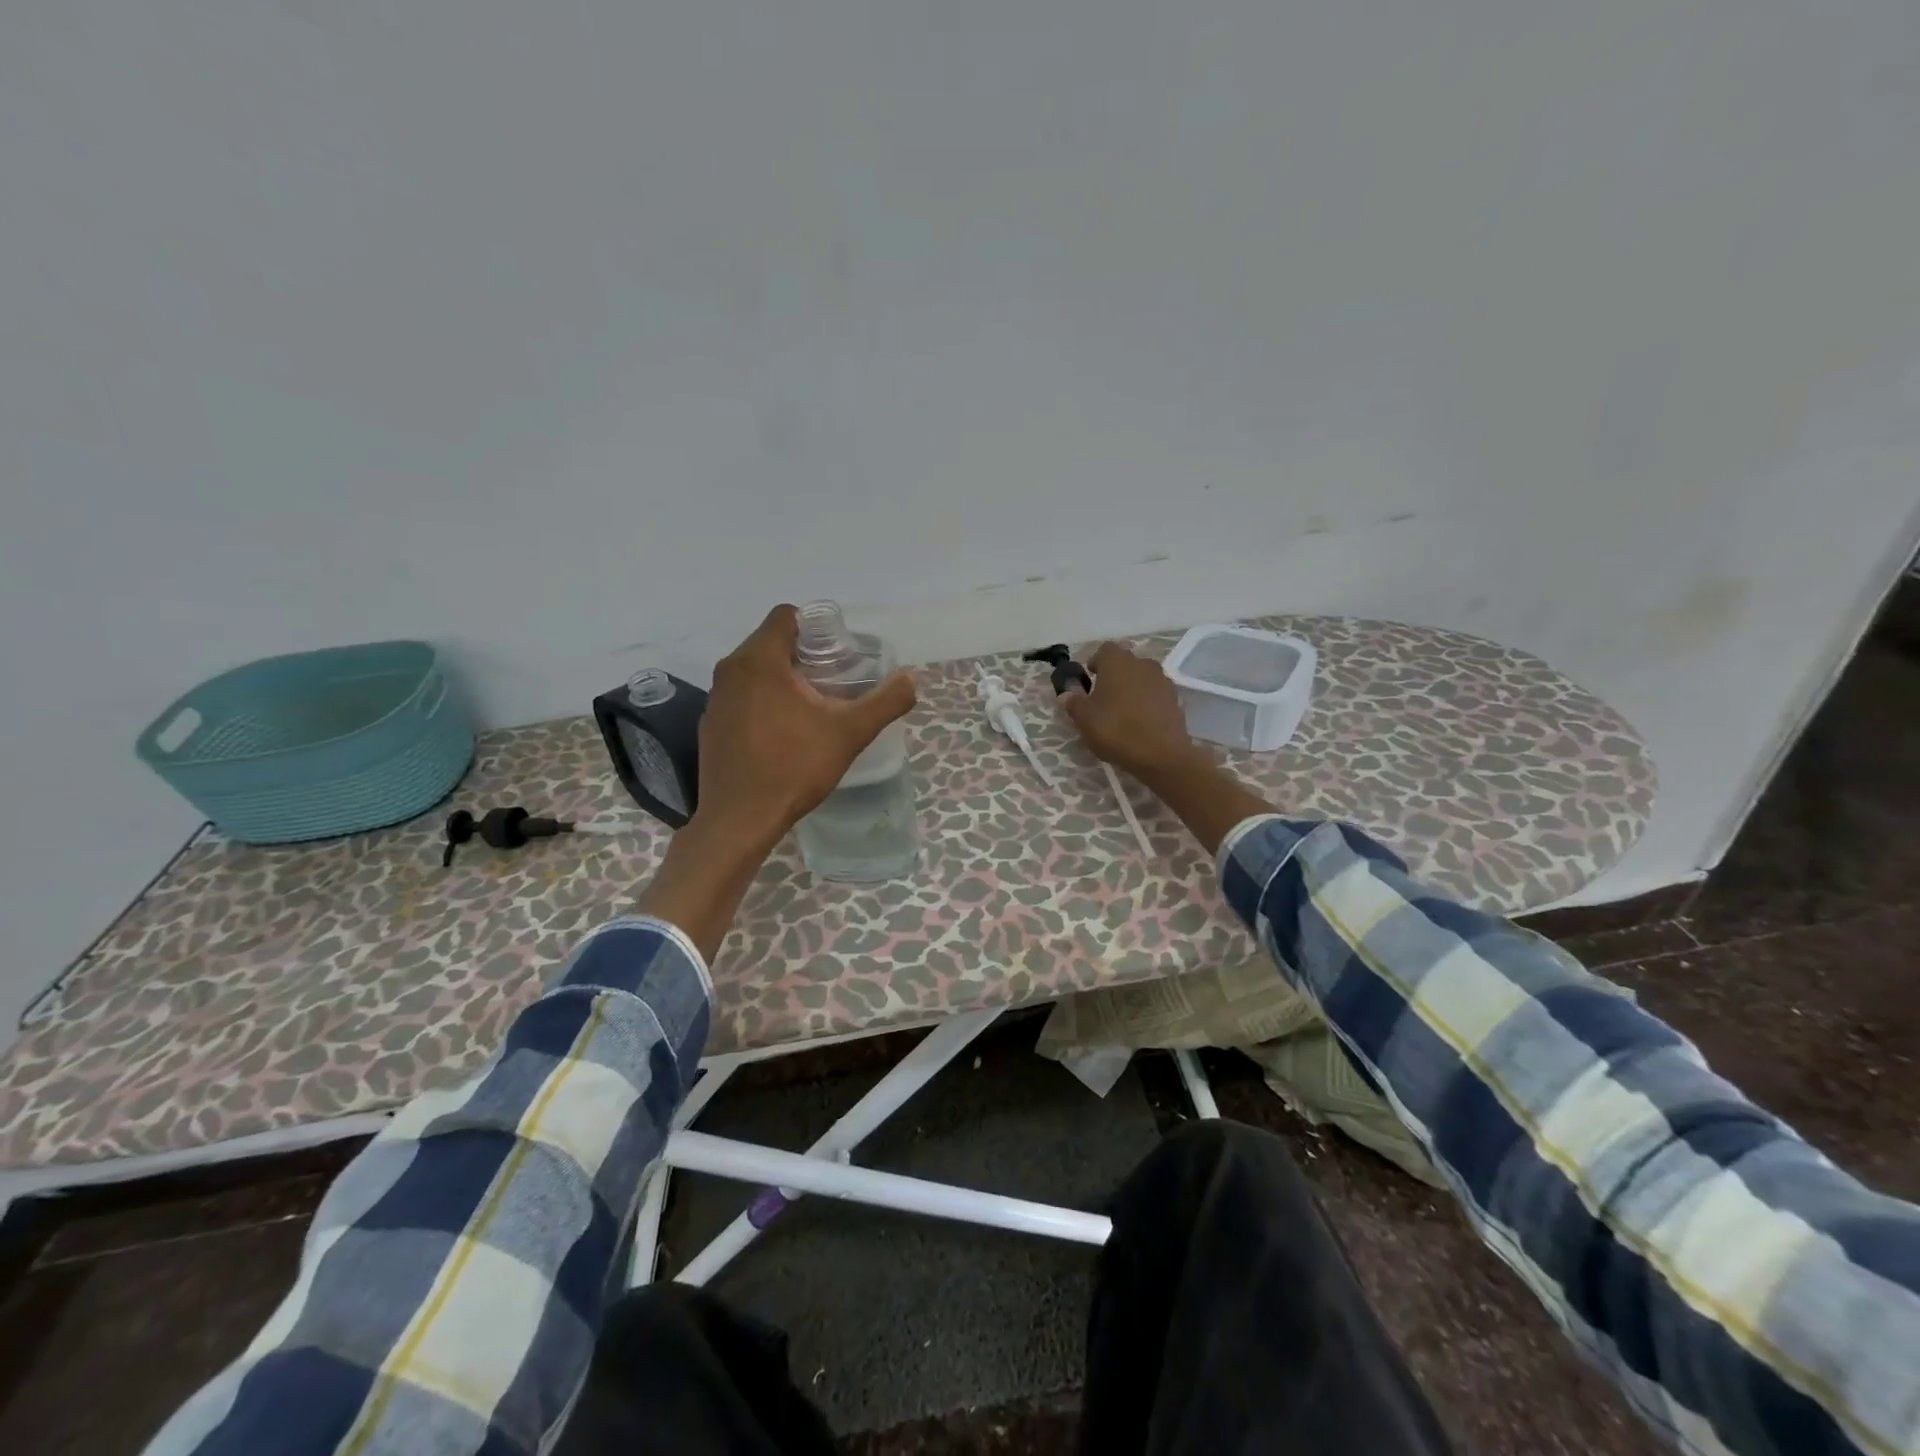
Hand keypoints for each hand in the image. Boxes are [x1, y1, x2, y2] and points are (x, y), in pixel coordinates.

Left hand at [693, 604, 917, 851]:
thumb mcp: (850, 733)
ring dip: (782, 678)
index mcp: (760, 660)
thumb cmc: (794, 768)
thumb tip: (911, 677)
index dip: (816, 627)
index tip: (838, 651)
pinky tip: (782, 732)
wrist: (740, 820)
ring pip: (754, 670)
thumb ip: (885, 701)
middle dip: (803, 653)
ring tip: (812, 706)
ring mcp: (715, 699)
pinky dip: (762, 701)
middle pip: (770, 641)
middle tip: (834, 680)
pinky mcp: (710, 724)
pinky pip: (741, 696)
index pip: (786, 616)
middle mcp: (730, 670)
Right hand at [1060, 641, 1202, 781]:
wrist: (1161, 754)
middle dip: (1114, 676)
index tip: (1090, 679)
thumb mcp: (1084, 719)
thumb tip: (1066, 694)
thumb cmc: (1115, 729)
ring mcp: (1162, 680)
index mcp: (1117, 662)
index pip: (1105, 650)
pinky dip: (1147, 702)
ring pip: (1142, 678)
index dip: (1096, 662)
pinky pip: (1155, 694)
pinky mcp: (1175, 699)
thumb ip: (1074, 702)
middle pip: (1125, 663)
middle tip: (1103, 697)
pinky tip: (1140, 722)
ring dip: (1132, 688)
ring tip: (1122, 711)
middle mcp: (1142, 664)